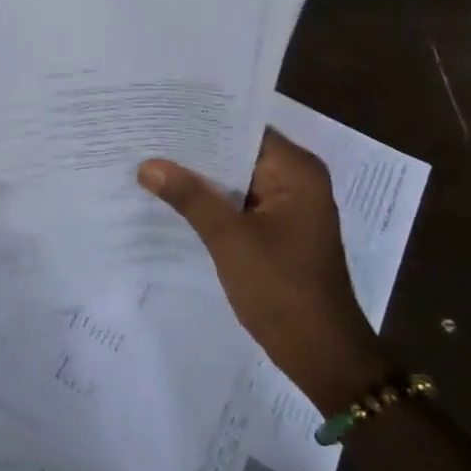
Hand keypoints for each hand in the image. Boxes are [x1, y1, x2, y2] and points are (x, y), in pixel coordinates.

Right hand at [140, 130, 389, 415]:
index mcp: (296, 170)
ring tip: (152, 162)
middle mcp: (297, 180)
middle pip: (239, 153)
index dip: (203, 121)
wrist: (323, 357)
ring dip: (203, 178)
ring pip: (238, 180)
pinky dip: (214, 202)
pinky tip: (175, 200)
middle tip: (147, 136)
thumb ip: (190, 197)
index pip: (243, 128)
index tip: (162, 113)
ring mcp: (290, 208)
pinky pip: (242, 204)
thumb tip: (147, 165)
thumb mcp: (230, 239)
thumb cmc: (282, 289)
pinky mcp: (280, 232)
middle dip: (196, 151)